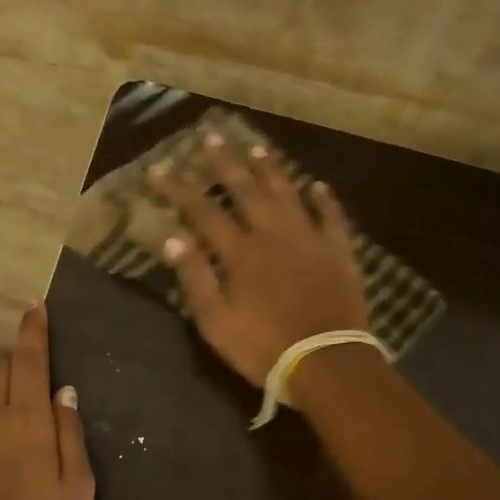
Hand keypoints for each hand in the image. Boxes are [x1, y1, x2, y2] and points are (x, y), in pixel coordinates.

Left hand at [0, 304, 94, 499]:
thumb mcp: (79, 486)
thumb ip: (71, 434)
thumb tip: (63, 392)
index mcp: (26, 422)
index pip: (28, 361)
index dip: (32, 332)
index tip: (33, 308)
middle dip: (13, 363)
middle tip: (31, 378)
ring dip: (0, 416)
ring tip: (16, 462)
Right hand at [149, 131, 370, 385]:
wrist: (327, 364)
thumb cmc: (264, 348)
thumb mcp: (217, 322)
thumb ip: (196, 278)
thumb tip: (174, 239)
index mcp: (241, 253)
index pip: (203, 212)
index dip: (180, 189)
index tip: (160, 168)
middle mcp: (275, 234)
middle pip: (247, 190)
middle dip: (226, 163)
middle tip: (212, 136)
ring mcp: (311, 240)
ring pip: (288, 194)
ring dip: (271, 171)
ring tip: (256, 149)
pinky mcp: (340, 253)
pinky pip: (333, 218)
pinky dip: (325, 200)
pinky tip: (318, 186)